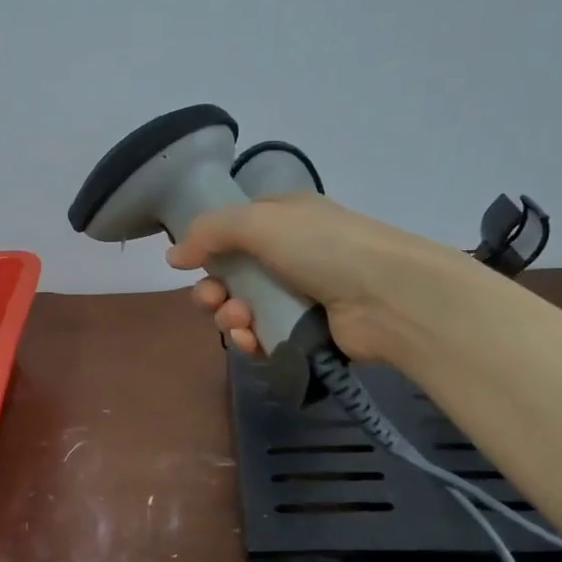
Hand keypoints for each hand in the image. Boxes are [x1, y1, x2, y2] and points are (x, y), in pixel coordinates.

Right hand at [165, 193, 484, 366]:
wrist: (388, 297)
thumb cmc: (323, 248)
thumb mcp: (260, 222)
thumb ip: (210, 232)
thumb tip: (172, 256)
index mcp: (284, 220)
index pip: (235, 230)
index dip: (209, 247)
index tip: (190, 262)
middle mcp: (291, 254)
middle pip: (233, 275)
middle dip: (213, 289)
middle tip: (213, 299)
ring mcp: (300, 296)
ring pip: (244, 309)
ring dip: (229, 316)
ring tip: (240, 321)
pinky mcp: (306, 334)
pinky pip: (263, 338)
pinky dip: (250, 341)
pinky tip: (251, 341)